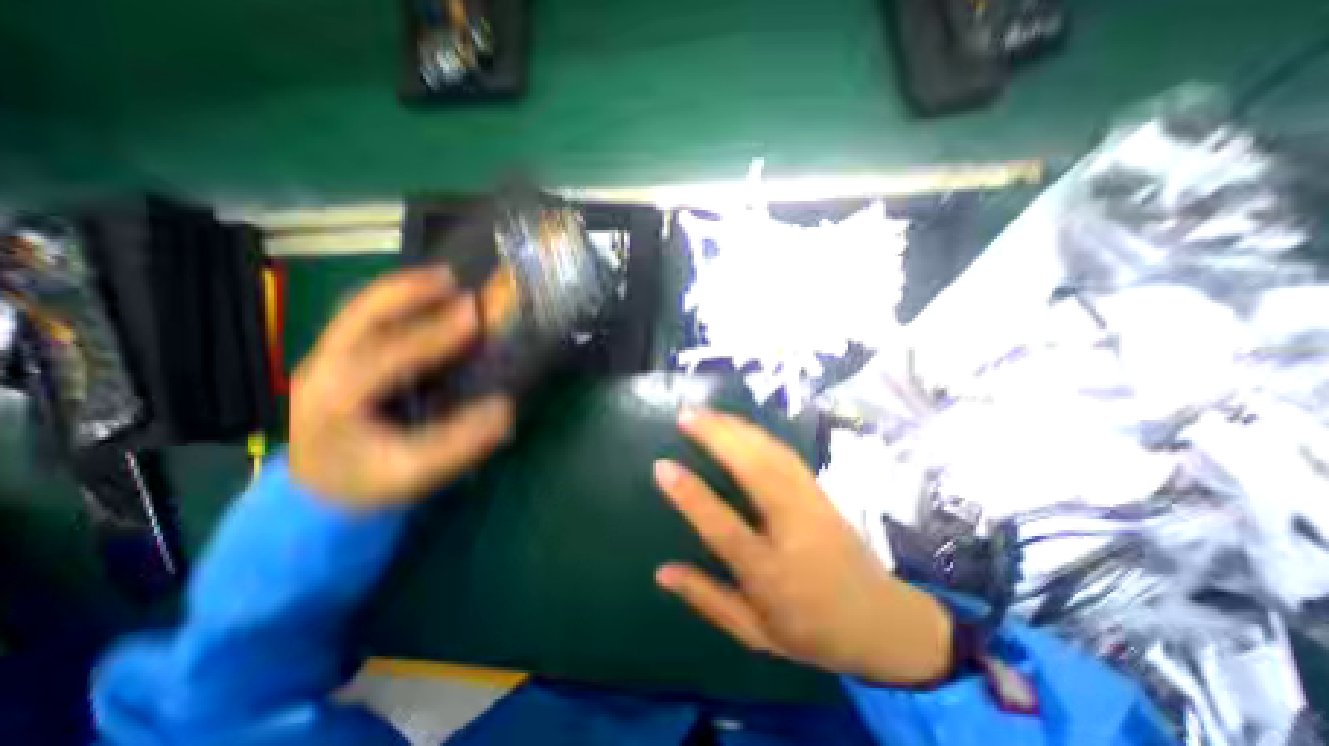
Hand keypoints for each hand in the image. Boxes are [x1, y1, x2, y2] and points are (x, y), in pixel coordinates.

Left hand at [293, 269, 511, 512]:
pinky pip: (367, 317)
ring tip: (445, 279)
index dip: (433, 333)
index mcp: (336, 398)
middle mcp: (324, 366)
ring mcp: (327, 357)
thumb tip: (504, 409)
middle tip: (455, 280)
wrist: (319, 491)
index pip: (388, 354)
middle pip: (361, 314)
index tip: (473, 315)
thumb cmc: (366, 482)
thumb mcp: (414, 473)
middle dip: (410, 292)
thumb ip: (459, 442)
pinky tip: (424, 299)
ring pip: (362, 309)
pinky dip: (399, 301)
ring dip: (404, 290)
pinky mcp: (339, 356)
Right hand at [651, 412, 951, 683]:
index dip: (690, 496)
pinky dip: (759, 434)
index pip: (723, 528)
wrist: (883, 622)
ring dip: (737, 428)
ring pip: (772, 455)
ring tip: (707, 412)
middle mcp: (793, 531)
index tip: (662, 466)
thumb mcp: (754, 631)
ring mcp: (812, 505)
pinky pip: (786, 454)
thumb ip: (707, 598)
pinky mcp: (821, 491)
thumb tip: (661, 572)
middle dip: (718, 438)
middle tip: (686, 415)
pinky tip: (740, 425)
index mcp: (771, 575)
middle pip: (755, 472)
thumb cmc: (812, 632)